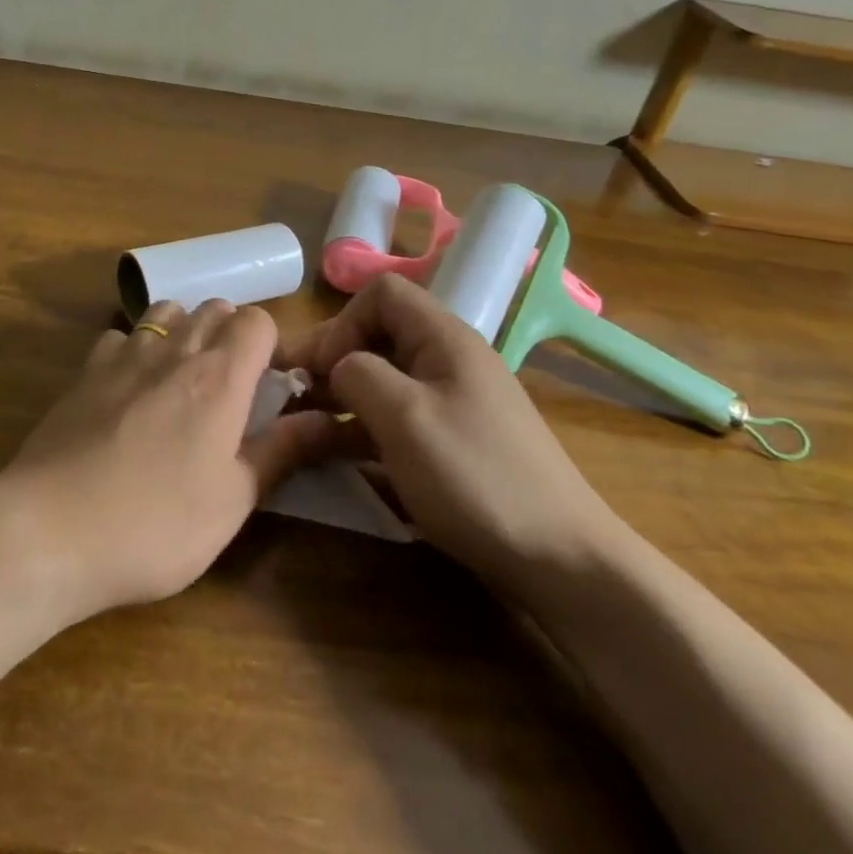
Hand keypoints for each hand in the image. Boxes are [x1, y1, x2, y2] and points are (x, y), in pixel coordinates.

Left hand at [0, 300, 332, 623]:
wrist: (50, 530)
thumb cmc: (156, 524)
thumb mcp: (233, 500)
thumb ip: (282, 451)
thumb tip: (329, 420)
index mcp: (220, 377)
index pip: (258, 320)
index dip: (271, 344)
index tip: (272, 385)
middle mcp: (174, 349)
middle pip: (214, 307)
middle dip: (231, 334)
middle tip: (232, 387)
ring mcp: (123, 355)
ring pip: (166, 310)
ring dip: (184, 330)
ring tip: (183, 378)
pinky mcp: (84, 371)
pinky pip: (120, 336)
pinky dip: (135, 348)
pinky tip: (129, 387)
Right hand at [285, 274, 628, 598]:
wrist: (560, 559)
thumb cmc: (475, 476)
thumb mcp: (404, 417)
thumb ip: (358, 374)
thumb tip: (338, 367)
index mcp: (444, 339)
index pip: (382, 294)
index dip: (342, 322)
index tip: (320, 369)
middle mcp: (448, 360)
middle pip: (379, 336)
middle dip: (332, 360)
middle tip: (292, 396)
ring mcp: (453, 403)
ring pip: (384, 380)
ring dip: (342, 397)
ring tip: (303, 427)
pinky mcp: (452, 441)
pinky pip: (397, 417)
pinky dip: (363, 428)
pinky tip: (338, 456)